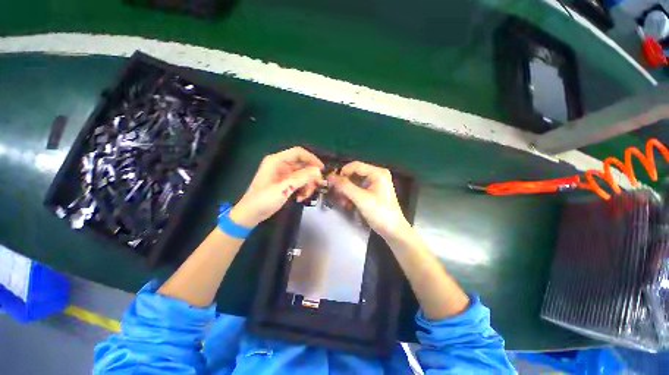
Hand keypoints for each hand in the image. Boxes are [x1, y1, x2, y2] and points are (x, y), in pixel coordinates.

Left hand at [230, 147, 324, 226]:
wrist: (251, 214)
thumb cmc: (263, 200)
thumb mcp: (284, 188)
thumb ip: (302, 178)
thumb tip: (318, 170)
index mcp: (277, 161)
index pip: (298, 153)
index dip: (312, 159)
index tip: (322, 169)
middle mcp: (281, 165)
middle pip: (303, 165)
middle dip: (310, 176)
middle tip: (317, 186)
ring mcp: (284, 174)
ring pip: (303, 175)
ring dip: (307, 185)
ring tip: (304, 196)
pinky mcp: (286, 183)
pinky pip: (300, 182)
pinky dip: (302, 189)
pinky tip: (299, 198)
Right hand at [328, 161, 411, 241]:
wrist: (393, 230)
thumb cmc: (379, 213)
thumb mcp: (361, 199)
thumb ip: (345, 186)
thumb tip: (330, 177)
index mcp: (377, 173)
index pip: (355, 165)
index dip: (342, 172)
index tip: (332, 183)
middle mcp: (376, 175)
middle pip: (354, 174)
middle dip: (344, 185)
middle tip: (336, 195)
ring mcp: (374, 184)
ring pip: (354, 183)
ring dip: (346, 192)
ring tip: (342, 203)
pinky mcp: (372, 192)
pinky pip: (357, 189)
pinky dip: (351, 196)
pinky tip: (347, 205)